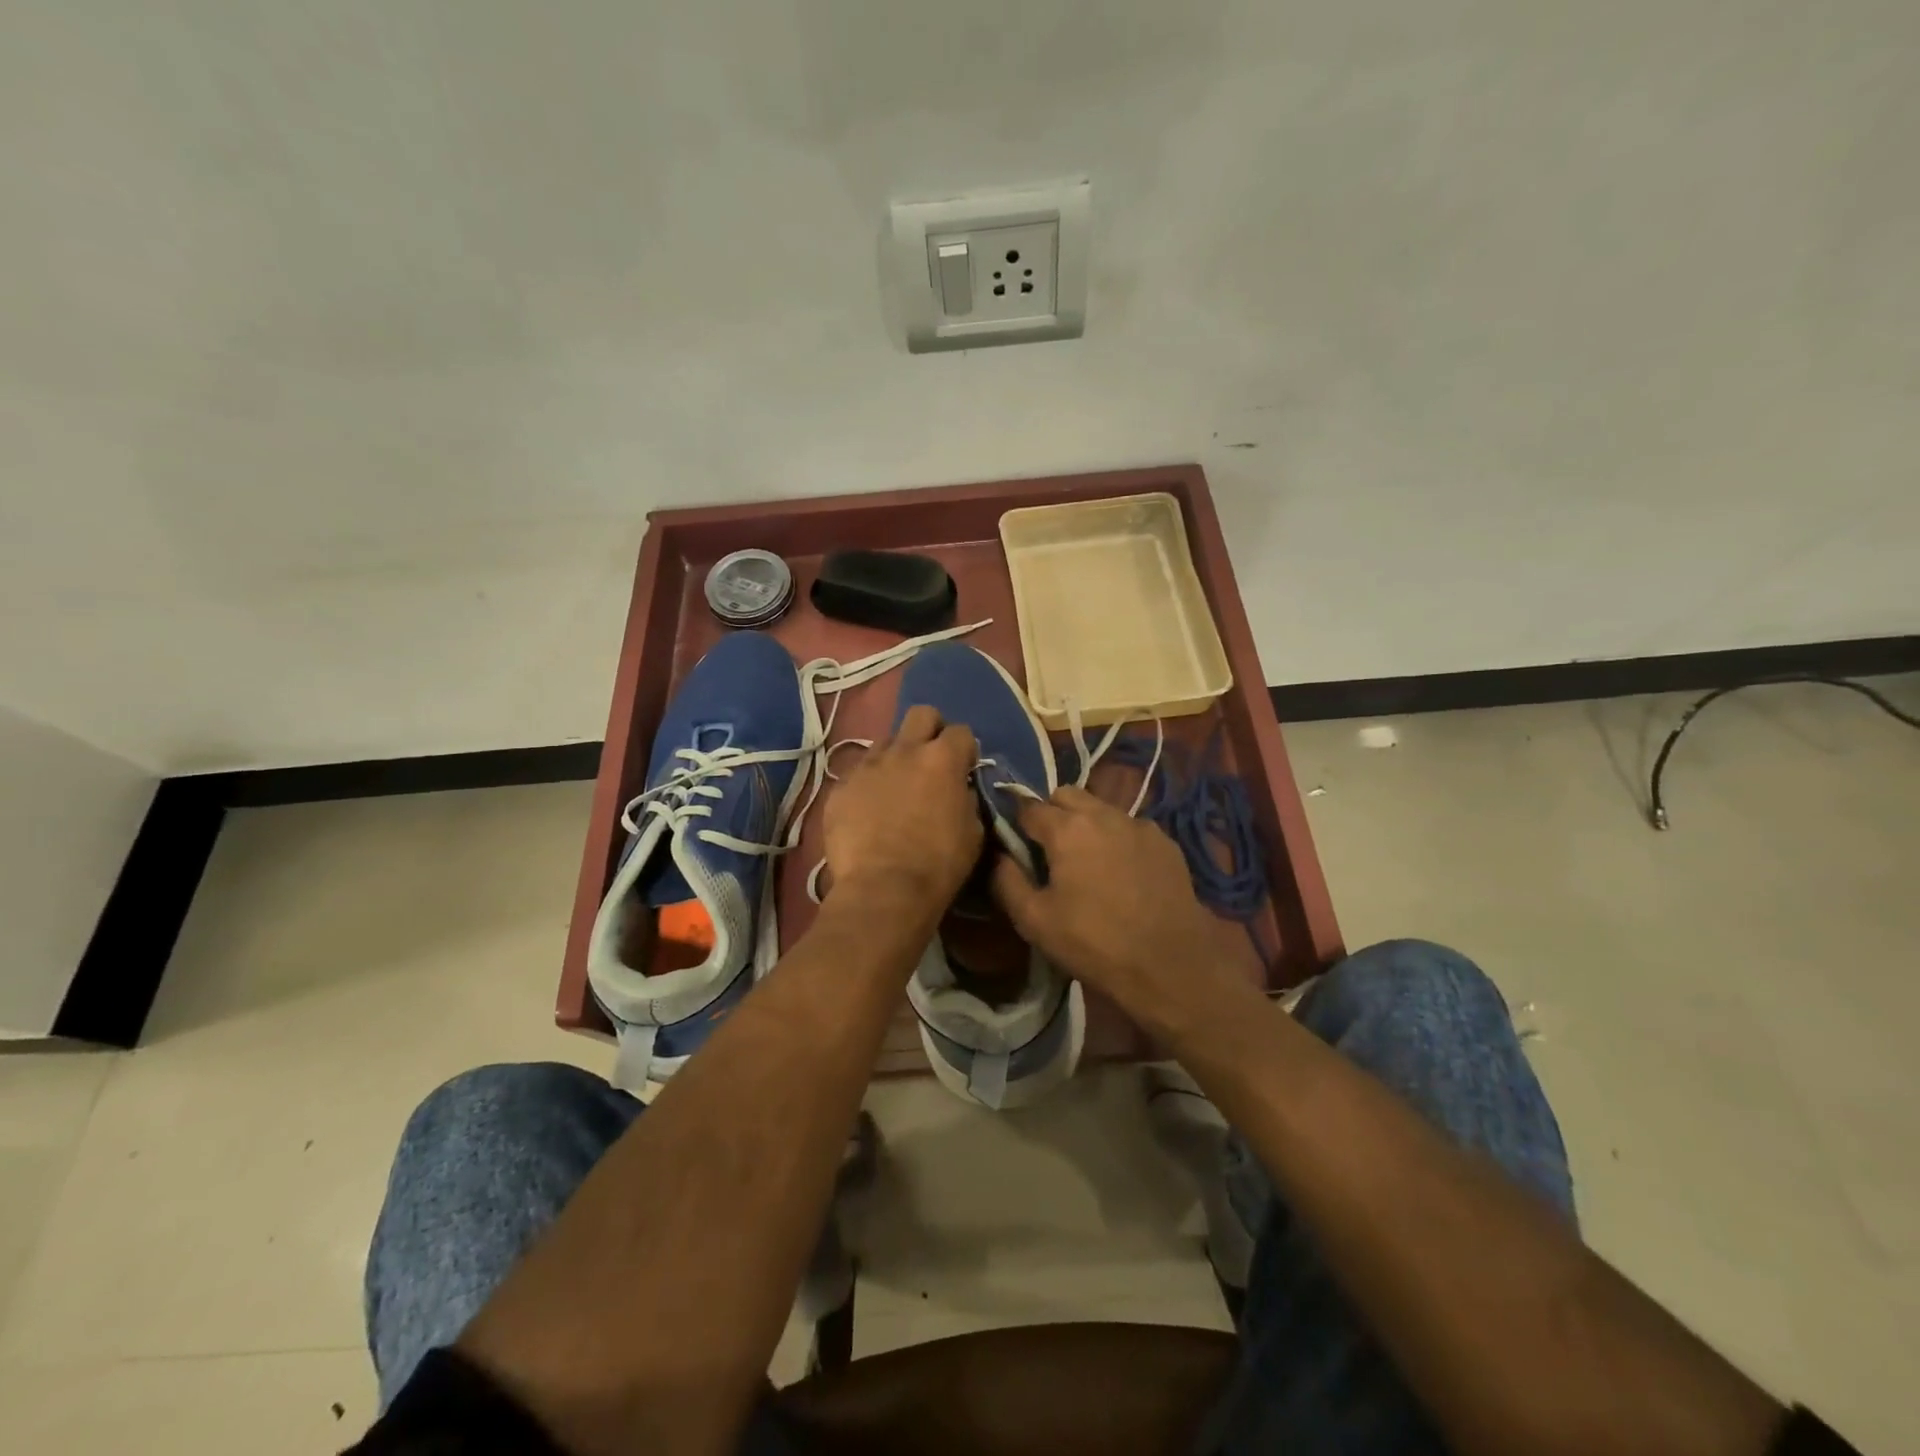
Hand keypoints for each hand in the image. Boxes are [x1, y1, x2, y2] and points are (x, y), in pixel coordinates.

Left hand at [823, 705, 981, 913]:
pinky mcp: (839, 787)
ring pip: (884, 742)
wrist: (883, 890)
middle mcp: (904, 751)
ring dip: (895, 757)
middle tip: (931, 760)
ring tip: (895, 787)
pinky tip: (868, 812)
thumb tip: (958, 789)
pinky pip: (857, 774)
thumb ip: (966, 798)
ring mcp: (867, 766)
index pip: (961, 732)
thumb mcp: (973, 831)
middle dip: (930, 730)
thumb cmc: (938, 865)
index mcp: (942, 759)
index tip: (964, 768)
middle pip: (921, 714)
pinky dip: (867, 786)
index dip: (965, 749)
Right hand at [990, 786, 1260, 1036]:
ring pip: (1100, 808)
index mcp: (1066, 828)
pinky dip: (1117, 839)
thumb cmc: (1094, 943)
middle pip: (1066, 794)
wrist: (1171, 964)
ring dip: (1086, 823)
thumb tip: (999, 855)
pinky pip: (1129, 827)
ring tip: (1087, 861)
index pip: (1028, 806)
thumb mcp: (1035, 921)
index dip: (1016, 823)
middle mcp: (1103, 813)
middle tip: (1049, 850)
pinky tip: (1122, 872)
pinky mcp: (1165, 841)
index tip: (1014, 844)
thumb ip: (1007, 880)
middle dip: (1051, 813)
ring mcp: (1139, 824)